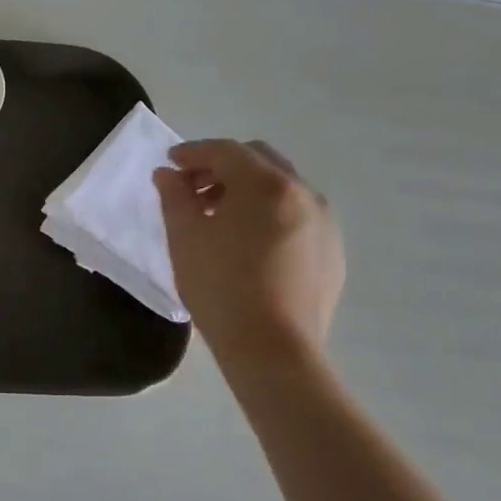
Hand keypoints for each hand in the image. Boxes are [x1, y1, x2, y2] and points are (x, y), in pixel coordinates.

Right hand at [153, 139, 344, 361]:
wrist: (273, 350)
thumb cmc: (220, 286)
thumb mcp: (184, 237)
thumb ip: (174, 196)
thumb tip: (168, 174)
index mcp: (266, 185)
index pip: (225, 151)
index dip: (193, 152)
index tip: (170, 163)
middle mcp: (304, 193)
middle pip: (259, 160)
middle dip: (222, 166)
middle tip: (193, 188)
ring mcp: (325, 223)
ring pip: (281, 187)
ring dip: (247, 190)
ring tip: (218, 217)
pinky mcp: (332, 251)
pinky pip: (297, 215)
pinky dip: (269, 213)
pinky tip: (248, 244)